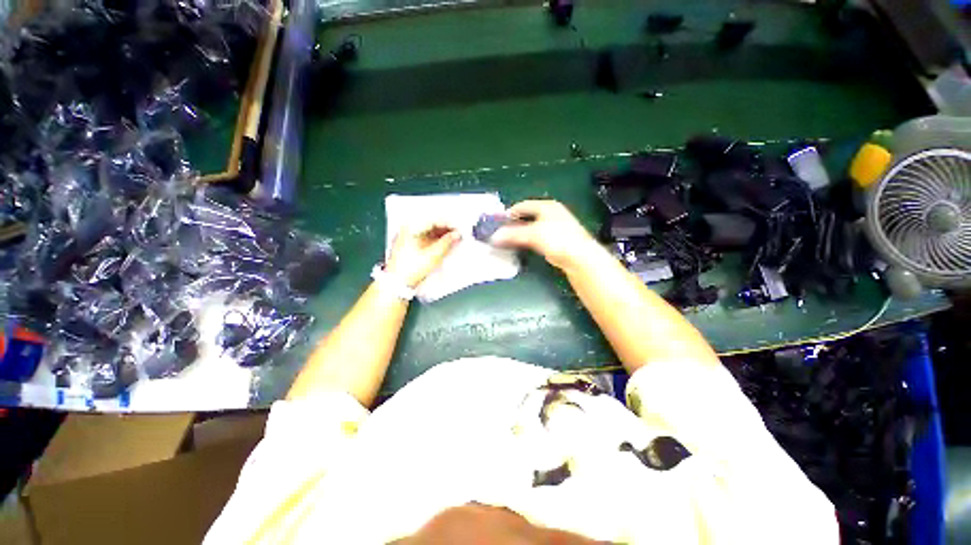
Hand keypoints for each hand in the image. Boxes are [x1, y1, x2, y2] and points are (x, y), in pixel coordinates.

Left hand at [385, 223, 460, 287]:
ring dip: (442, 234)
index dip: (449, 224)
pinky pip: (426, 237)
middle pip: (431, 224)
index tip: (459, 229)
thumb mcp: (433, 255)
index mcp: (411, 227)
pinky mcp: (410, 244)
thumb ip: (447, 242)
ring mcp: (408, 236)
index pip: (434, 220)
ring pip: (429, 231)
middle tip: (458, 234)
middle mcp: (408, 228)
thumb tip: (457, 234)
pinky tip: (445, 243)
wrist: (397, 283)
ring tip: (454, 239)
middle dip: (446, 229)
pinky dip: (436, 239)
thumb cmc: (412, 268)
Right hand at [490, 200, 600, 270]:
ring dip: (521, 233)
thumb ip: (512, 234)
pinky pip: (537, 237)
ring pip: (532, 227)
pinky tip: (522, 247)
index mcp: (547, 206)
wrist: (579, 256)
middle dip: (514, 224)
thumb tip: (494, 237)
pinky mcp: (557, 240)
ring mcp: (555, 227)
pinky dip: (528, 240)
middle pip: (528, 216)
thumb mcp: (532, 234)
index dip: (510, 212)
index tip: (498, 221)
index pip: (523, 205)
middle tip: (502, 232)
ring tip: (508, 240)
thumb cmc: (557, 239)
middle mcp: (552, 213)